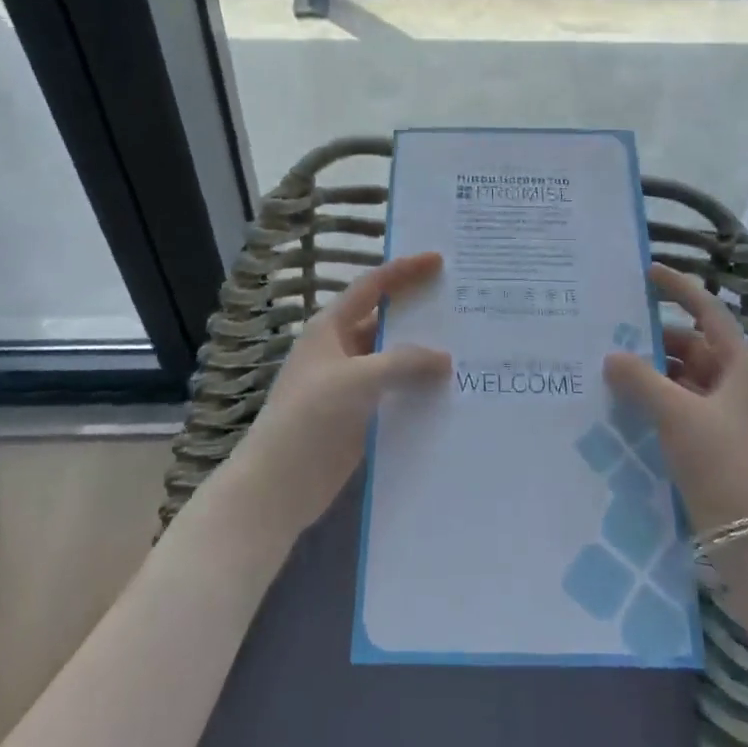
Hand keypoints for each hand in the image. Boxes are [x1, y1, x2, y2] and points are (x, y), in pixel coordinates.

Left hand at [231, 252, 450, 538]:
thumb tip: (445, 358)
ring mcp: (351, 384)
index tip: (439, 260)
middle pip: (387, 321)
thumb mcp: (356, 379)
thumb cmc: (310, 418)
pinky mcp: (361, 416)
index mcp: (331, 328)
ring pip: (395, 359)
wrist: (278, 486)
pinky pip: (397, 392)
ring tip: (469, 347)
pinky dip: (420, 389)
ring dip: (425, 355)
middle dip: (421, 313)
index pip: (372, 286)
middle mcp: (341, 349)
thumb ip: (403, 362)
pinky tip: (453, 391)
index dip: (404, 270)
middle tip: (464, 304)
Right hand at [603, 263, 747, 536]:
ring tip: (612, 368)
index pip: (708, 312)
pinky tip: (628, 405)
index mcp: (742, 366)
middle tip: (613, 332)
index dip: (678, 289)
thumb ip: (640, 380)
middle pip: (694, 347)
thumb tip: (612, 357)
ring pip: (687, 379)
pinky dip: (659, 401)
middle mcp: (739, 384)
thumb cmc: (722, 462)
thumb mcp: (677, 414)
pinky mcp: (718, 444)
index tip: (647, 273)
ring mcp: (730, 416)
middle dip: (655, 340)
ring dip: (654, 373)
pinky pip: (684, 407)